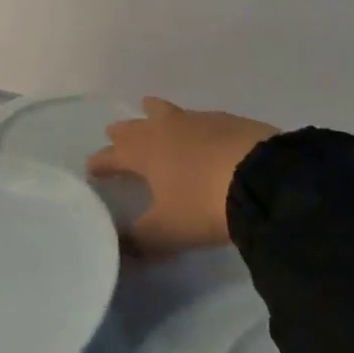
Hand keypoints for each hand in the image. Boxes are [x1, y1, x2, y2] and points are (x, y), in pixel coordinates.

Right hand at [88, 97, 277, 257]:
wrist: (263, 177)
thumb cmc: (203, 204)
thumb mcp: (166, 232)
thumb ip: (138, 239)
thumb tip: (117, 246)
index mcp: (145, 153)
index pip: (113, 155)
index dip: (101, 162)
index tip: (91, 167)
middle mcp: (166, 129)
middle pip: (137, 126)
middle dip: (123, 131)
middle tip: (114, 132)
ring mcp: (199, 121)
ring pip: (167, 112)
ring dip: (154, 112)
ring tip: (149, 107)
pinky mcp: (229, 121)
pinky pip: (199, 117)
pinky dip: (191, 122)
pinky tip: (199, 129)